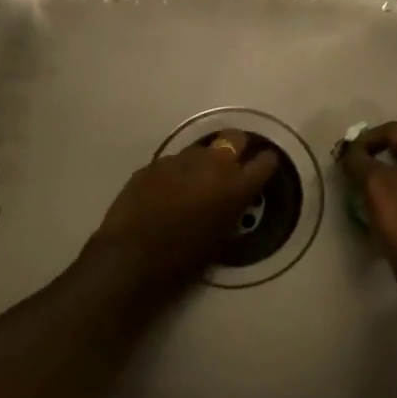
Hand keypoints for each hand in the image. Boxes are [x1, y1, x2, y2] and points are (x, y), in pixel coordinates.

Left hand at [83, 130, 279, 295]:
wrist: (131, 256)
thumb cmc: (183, 259)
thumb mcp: (221, 240)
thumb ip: (232, 211)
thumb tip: (232, 201)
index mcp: (235, 186)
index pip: (265, 161)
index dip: (265, 164)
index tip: (262, 169)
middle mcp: (212, 163)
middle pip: (235, 138)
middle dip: (236, 148)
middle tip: (230, 168)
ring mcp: (180, 159)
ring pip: (201, 149)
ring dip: (202, 163)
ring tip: (192, 185)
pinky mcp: (154, 163)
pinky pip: (173, 163)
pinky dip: (175, 174)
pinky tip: (165, 194)